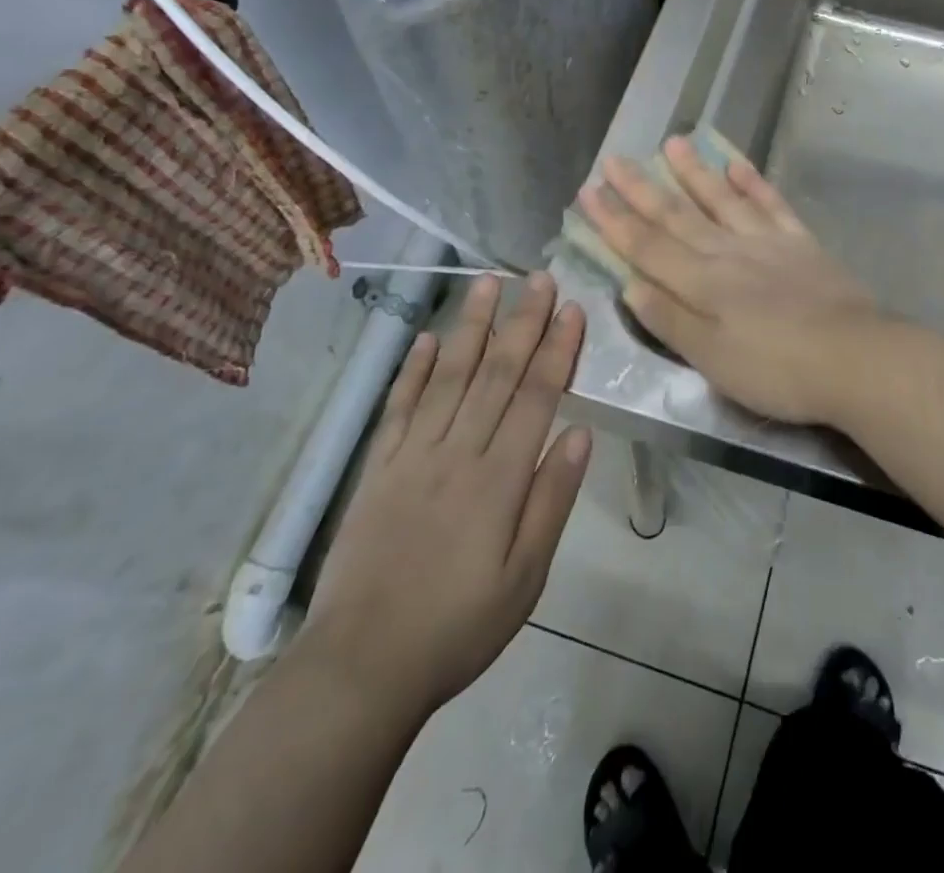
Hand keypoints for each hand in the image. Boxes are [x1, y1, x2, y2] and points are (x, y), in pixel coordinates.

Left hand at [301, 273, 590, 719]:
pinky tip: (427, 337)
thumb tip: (581, 434)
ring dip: (470, 326)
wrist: (361, 666)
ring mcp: (412, 455)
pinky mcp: (379, 467)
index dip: (556, 350)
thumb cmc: (458, 626)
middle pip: (495, 374)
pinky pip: (399, 406)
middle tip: (539, 278)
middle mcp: (457, 453)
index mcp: (499, 480)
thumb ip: (552, 501)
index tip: (572, 309)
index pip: (535, 397)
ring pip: (448, 376)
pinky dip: (414, 368)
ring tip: (486, 284)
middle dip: (522, 322)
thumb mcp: (525, 578)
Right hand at [577, 135, 887, 425]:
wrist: (855, 358)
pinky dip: (753, 182)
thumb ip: (670, 319)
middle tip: (614, 159)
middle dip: (641, 188)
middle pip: (677, 215)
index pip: (647, 246)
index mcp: (702, 283)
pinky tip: (737, 164)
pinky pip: (771, 204)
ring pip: (721, 199)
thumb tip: (629, 284)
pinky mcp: (801, 243)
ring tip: (672, 143)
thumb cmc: (777, 370)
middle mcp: (728, 252)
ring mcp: (767, 242)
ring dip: (694, 172)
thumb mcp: (712, 359)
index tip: (588, 192)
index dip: (615, 220)